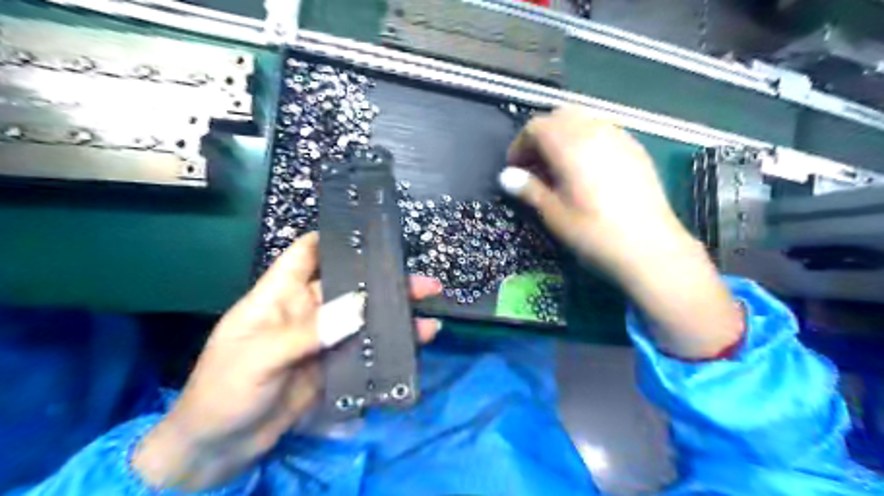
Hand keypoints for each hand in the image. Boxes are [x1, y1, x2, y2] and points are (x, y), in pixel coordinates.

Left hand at [131, 233, 445, 491]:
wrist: (219, 448)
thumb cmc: (225, 390)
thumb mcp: (260, 357)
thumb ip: (309, 332)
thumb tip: (360, 307)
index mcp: (280, 295)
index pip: (307, 253)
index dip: (336, 238)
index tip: (373, 231)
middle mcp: (306, 310)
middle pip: (349, 284)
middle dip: (383, 279)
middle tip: (422, 280)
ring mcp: (324, 338)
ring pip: (364, 315)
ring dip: (394, 311)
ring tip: (429, 305)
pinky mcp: (335, 363)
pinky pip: (367, 347)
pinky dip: (391, 342)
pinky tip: (418, 338)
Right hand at [496, 105, 689, 274]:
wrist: (650, 248)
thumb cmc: (594, 233)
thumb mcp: (554, 214)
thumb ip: (529, 189)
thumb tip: (506, 176)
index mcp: (570, 145)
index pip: (536, 127)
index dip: (520, 145)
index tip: (516, 170)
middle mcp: (595, 131)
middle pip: (560, 116)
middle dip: (542, 136)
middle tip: (536, 166)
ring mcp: (619, 137)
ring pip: (583, 120)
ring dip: (564, 136)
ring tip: (561, 168)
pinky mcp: (636, 148)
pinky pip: (603, 131)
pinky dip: (587, 140)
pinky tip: (588, 170)